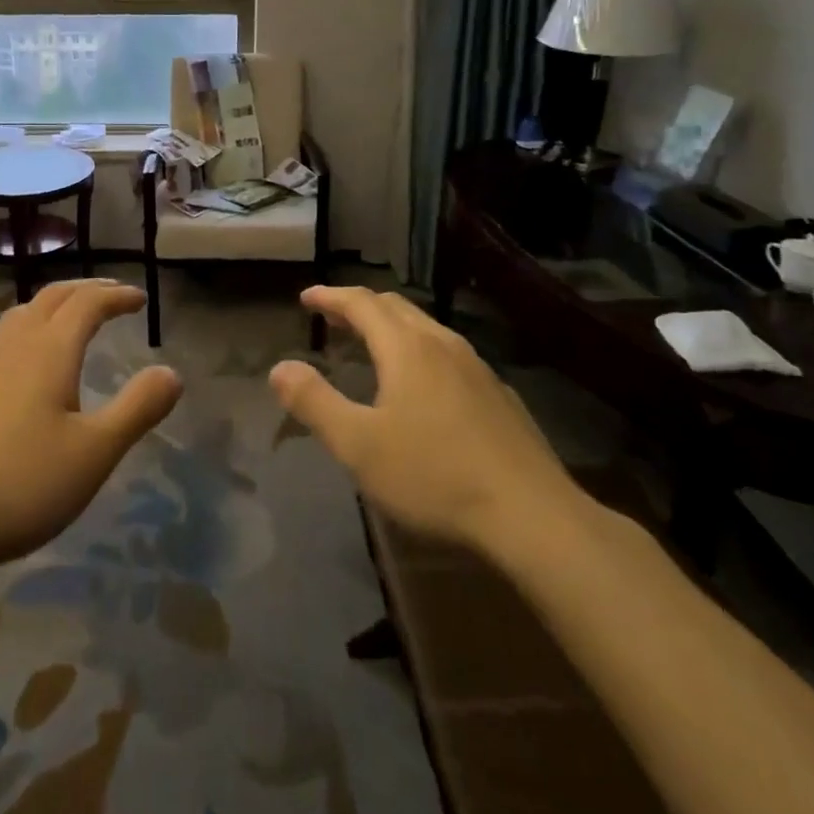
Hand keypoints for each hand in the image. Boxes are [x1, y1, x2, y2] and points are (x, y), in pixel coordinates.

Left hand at [0, 280, 181, 578]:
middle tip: (111, 296)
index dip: (116, 295)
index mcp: (49, 350)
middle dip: (86, 290)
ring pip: (20, 314)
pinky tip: (24, 365)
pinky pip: (1, 340)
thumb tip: (171, 372)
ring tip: (69, 318)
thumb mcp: (94, 453)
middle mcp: (13, 346)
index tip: (140, 299)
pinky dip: (27, 329)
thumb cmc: (20, 483)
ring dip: (52, 305)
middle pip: (52, 297)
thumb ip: (137, 409)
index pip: (87, 303)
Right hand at [269, 286, 589, 560]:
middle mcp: (442, 344)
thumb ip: (315, 402)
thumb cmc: (434, 476)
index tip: (306, 297)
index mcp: (406, 348)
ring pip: (426, 329)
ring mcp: (477, 368)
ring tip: (371, 345)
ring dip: (391, 327)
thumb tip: (280, 367)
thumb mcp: (359, 445)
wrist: (533, 516)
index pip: (361, 303)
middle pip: (395, 308)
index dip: (330, 296)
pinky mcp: (499, 396)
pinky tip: (422, 386)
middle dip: (360, 306)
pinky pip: (448, 354)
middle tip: (333, 317)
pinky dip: (419, 351)